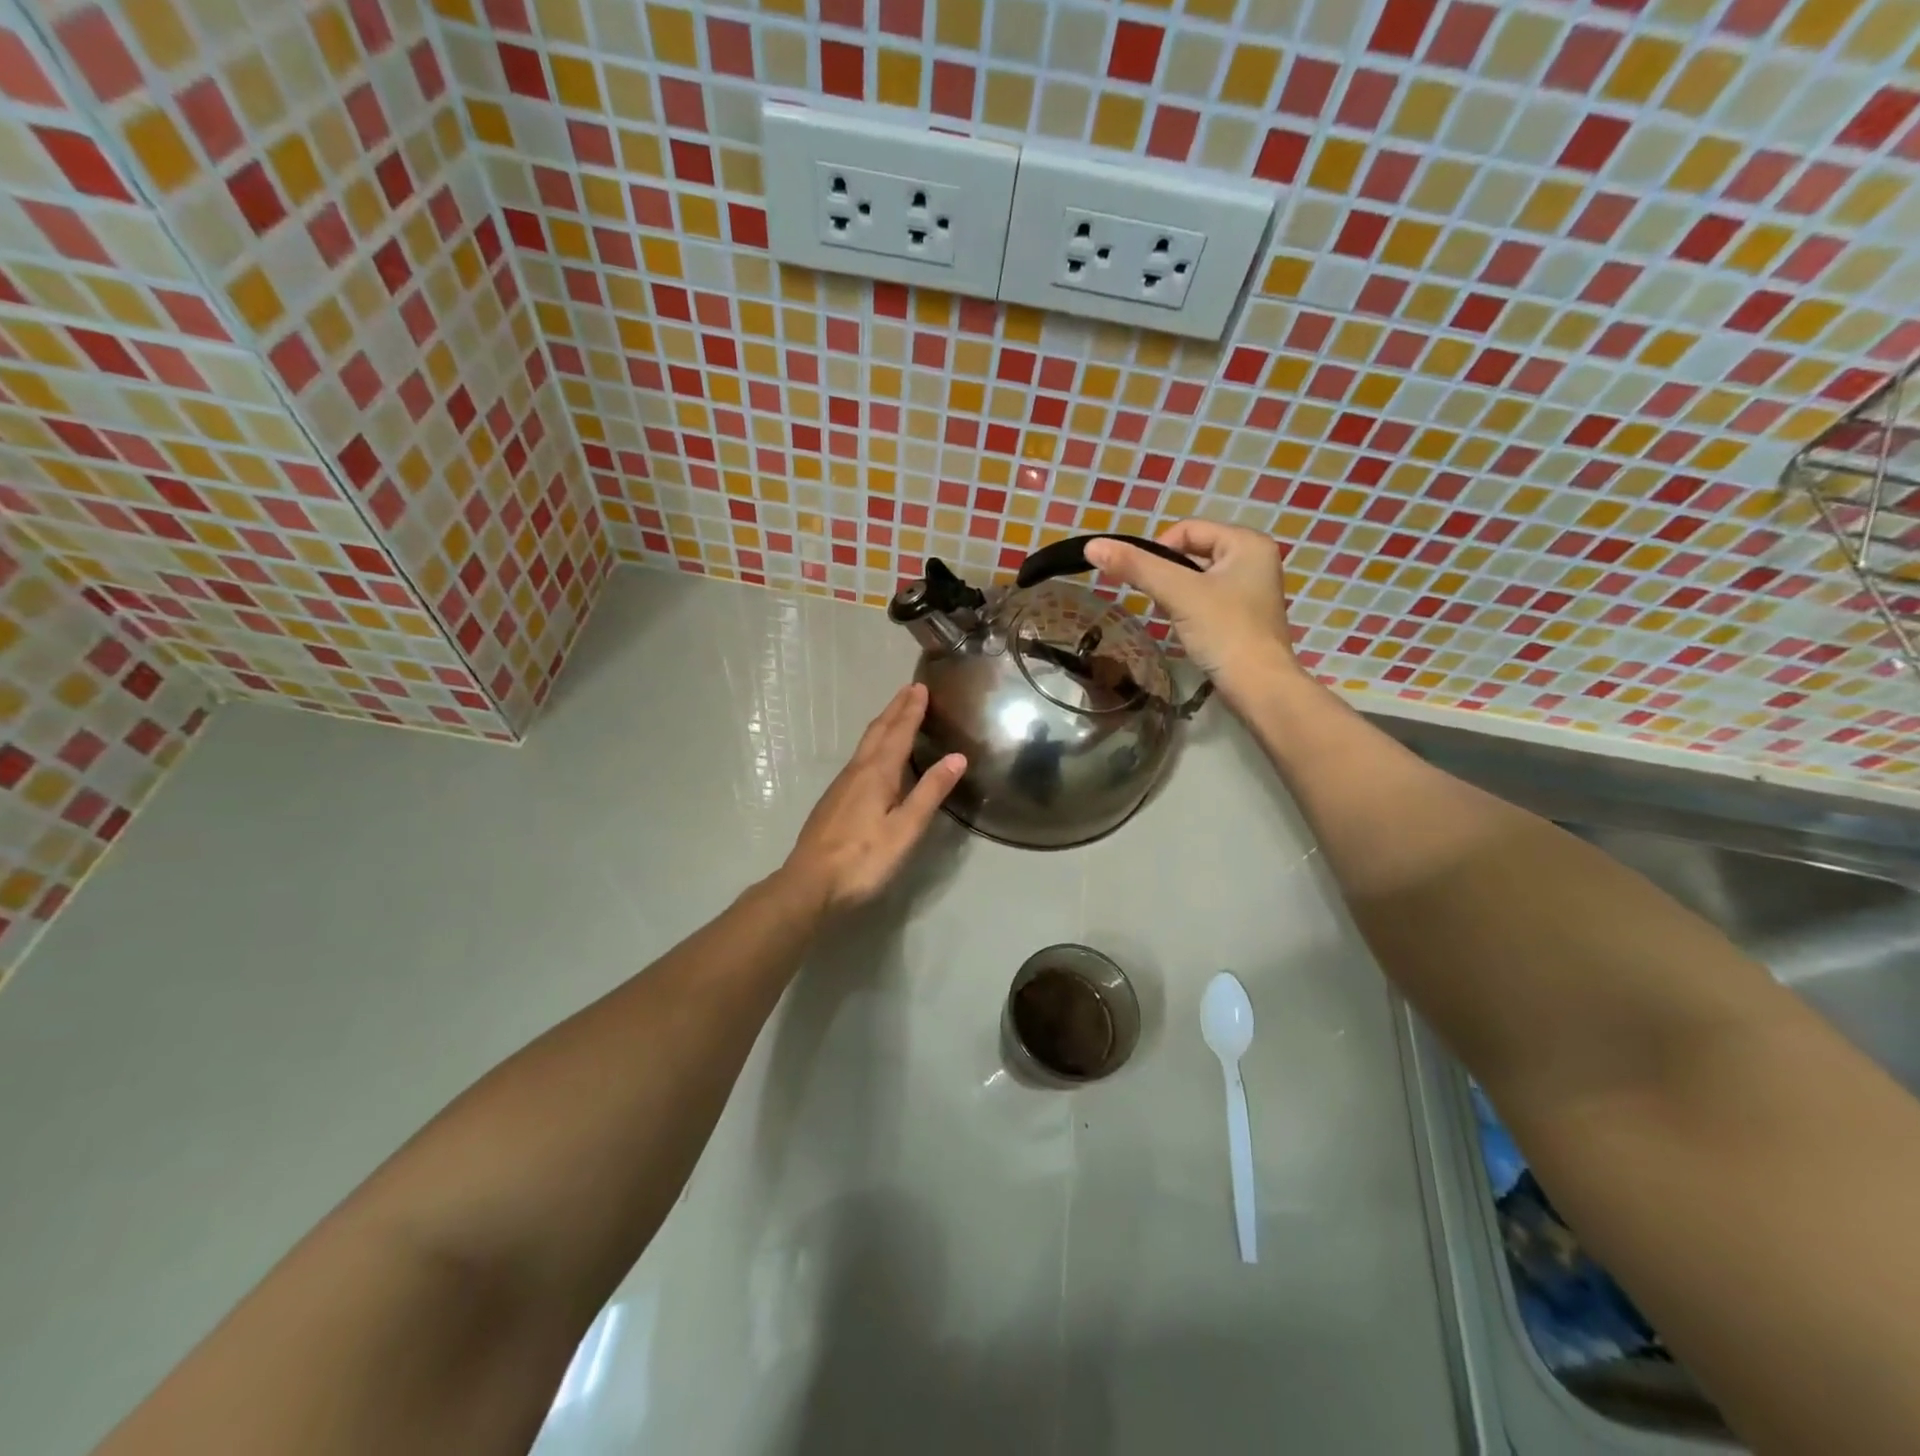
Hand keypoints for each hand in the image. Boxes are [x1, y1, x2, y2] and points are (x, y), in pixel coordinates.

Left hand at [782, 683, 965, 913]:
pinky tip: (874, 758)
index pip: (898, 733)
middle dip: (895, 709)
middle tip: (910, 689)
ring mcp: (841, 786)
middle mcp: (857, 771)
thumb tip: (957, 757)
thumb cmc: (863, 858)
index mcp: (877, 773)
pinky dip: (873, 745)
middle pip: (878, 732)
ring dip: (883, 725)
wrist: (809, 884)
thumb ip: (930, 792)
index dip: (911, 710)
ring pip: (865, 745)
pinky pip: (858, 759)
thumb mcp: (905, 829)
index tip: (921, 687)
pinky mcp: (833, 800)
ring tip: (896, 714)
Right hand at [1084, 521, 1299, 709]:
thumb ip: (1136, 567)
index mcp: (1247, 542)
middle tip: (1161, 602)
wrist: (1258, 687)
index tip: (1147, 582)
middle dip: (1168, 575)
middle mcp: (1254, 559)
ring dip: (1177, 594)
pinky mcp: (1244, 616)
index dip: (1159, 551)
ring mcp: (1251, 589)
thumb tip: (1092, 546)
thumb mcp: (1177, 593)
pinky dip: (1190, 610)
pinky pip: (1207, 600)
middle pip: (1192, 553)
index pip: (1187, 529)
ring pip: (1197, 578)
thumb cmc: (1224, 631)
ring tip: (1174, 617)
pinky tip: (1187, 629)